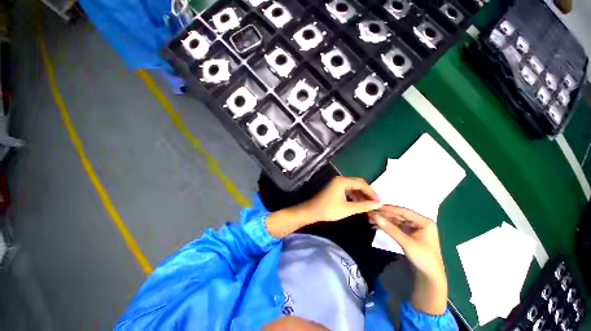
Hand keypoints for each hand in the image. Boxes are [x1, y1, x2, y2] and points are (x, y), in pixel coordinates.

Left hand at [300, 176, 381, 223]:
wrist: (312, 212)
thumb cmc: (329, 210)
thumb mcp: (348, 209)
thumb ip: (363, 205)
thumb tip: (378, 204)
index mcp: (343, 181)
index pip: (362, 183)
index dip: (372, 192)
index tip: (380, 201)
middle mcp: (340, 179)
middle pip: (358, 183)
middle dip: (367, 193)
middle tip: (376, 202)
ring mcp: (337, 183)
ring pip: (353, 187)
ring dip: (361, 195)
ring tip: (369, 204)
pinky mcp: (335, 188)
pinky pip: (348, 190)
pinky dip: (354, 196)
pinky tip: (359, 203)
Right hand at [369, 206, 447, 314]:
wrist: (429, 277)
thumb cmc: (422, 258)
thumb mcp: (406, 243)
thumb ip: (390, 228)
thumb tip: (374, 215)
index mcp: (424, 221)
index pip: (403, 211)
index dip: (388, 208)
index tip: (374, 205)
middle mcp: (419, 222)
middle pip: (398, 215)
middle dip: (384, 214)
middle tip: (369, 212)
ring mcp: (414, 228)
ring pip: (395, 220)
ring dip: (383, 219)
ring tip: (370, 217)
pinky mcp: (408, 234)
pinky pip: (395, 227)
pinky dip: (386, 226)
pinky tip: (376, 224)